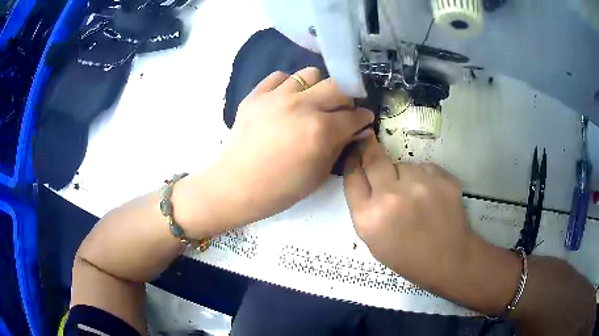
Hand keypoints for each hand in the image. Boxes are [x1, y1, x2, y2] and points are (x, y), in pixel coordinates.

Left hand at [217, 67, 373, 224]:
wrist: (238, 185)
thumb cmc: (282, 188)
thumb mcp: (319, 173)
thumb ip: (341, 146)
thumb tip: (357, 130)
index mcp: (319, 130)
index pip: (353, 116)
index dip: (363, 117)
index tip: (364, 119)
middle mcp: (301, 106)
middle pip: (337, 86)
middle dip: (346, 98)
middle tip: (341, 110)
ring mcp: (275, 97)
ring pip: (310, 74)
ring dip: (318, 87)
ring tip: (313, 101)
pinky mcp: (256, 95)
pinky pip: (279, 77)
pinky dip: (289, 84)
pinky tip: (287, 98)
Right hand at [343, 134, 477, 293]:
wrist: (449, 260)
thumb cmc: (407, 256)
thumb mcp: (373, 241)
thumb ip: (363, 208)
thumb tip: (361, 173)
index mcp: (369, 218)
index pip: (352, 176)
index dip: (352, 161)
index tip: (354, 152)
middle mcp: (392, 197)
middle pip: (374, 159)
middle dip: (370, 150)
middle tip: (371, 145)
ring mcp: (420, 185)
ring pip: (403, 164)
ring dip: (402, 173)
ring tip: (414, 194)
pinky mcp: (443, 179)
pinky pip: (424, 168)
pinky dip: (423, 177)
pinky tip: (430, 195)